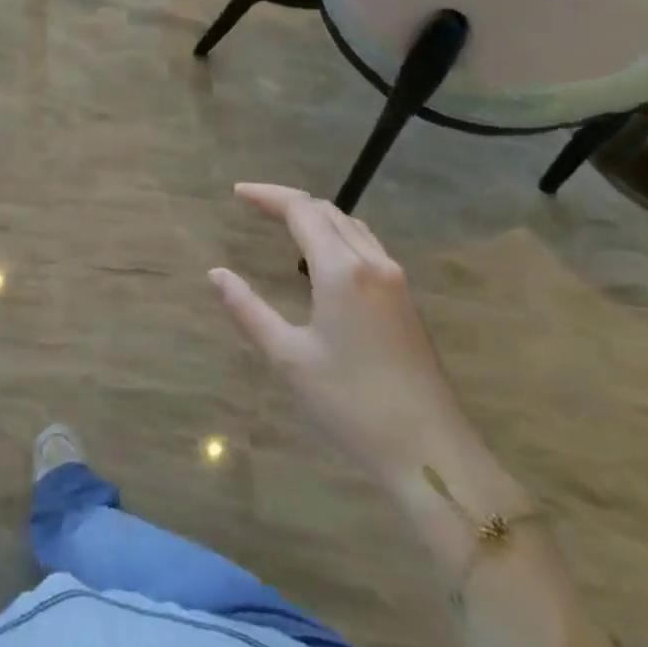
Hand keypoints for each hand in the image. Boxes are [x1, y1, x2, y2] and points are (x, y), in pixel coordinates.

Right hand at [209, 182, 472, 486]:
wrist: (432, 453)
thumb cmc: (352, 404)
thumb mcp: (288, 357)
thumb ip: (248, 310)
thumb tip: (215, 274)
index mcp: (342, 270)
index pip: (301, 210)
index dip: (268, 196)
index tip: (237, 193)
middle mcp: (373, 264)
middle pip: (329, 212)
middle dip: (289, 202)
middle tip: (254, 206)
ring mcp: (396, 283)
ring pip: (352, 228)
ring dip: (316, 217)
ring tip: (284, 225)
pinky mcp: (406, 303)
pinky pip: (367, 248)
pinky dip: (337, 237)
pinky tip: (323, 263)